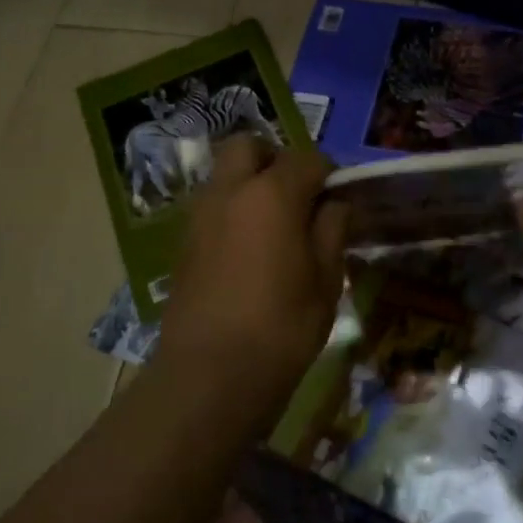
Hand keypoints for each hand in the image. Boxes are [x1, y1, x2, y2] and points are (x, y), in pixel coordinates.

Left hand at [154, 135, 348, 428]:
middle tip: (297, 197)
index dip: (329, 175)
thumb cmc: (282, 327)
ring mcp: (199, 215)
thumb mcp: (326, 280)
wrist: (210, 375)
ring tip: (274, 226)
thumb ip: (331, 231)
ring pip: (224, 175)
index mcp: (272, 194)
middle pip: (249, 147)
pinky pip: (211, 206)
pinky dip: (231, 211)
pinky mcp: (183, 243)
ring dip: (249, 184)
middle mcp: (230, 191)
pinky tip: (249, 251)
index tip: (339, 200)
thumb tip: (335, 205)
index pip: (307, 159)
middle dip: (275, 160)